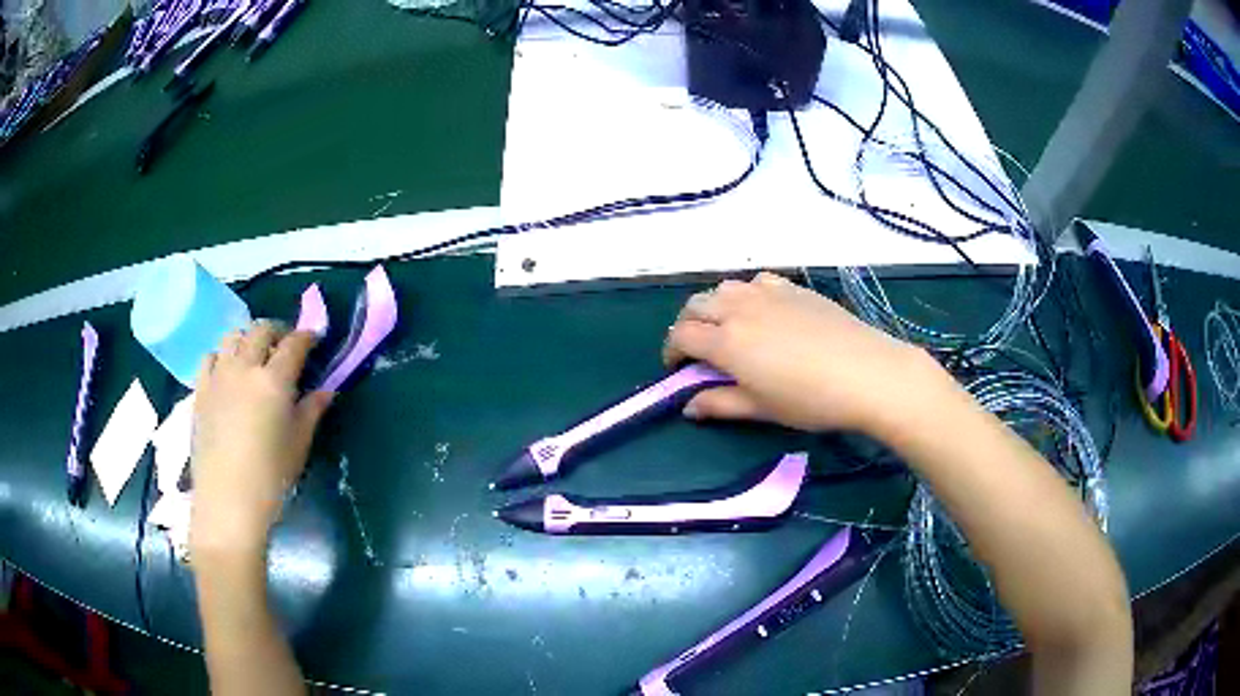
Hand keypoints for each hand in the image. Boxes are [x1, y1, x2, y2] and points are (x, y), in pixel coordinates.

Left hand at [190, 321, 333, 559]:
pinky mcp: (200, 390)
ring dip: (248, 338)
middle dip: (278, 330)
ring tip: (255, 355)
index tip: (315, 340)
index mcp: (274, 380)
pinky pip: (210, 357)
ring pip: (233, 336)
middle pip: (261, 329)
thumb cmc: (271, 477)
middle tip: (286, 345)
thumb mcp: (299, 445)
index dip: (308, 337)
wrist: (227, 502)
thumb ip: (312, 410)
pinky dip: (222, 356)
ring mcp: (218, 376)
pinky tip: (227, 372)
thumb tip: (326, 390)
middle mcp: (245, 367)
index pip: (295, 344)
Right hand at [664, 272, 949, 434]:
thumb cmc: (810, 399)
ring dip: (715, 306)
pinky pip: (756, 282)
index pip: (681, 335)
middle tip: (697, 349)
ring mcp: (767, 292)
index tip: (678, 369)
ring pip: (724, 288)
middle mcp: (739, 308)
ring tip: (728, 329)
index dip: (672, 351)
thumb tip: (688, 406)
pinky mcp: (793, 287)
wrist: (867, 372)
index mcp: (726, 340)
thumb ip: (719, 404)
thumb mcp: (761, 409)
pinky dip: (747, 294)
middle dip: (688, 325)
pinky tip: (762, 312)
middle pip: (696, 305)